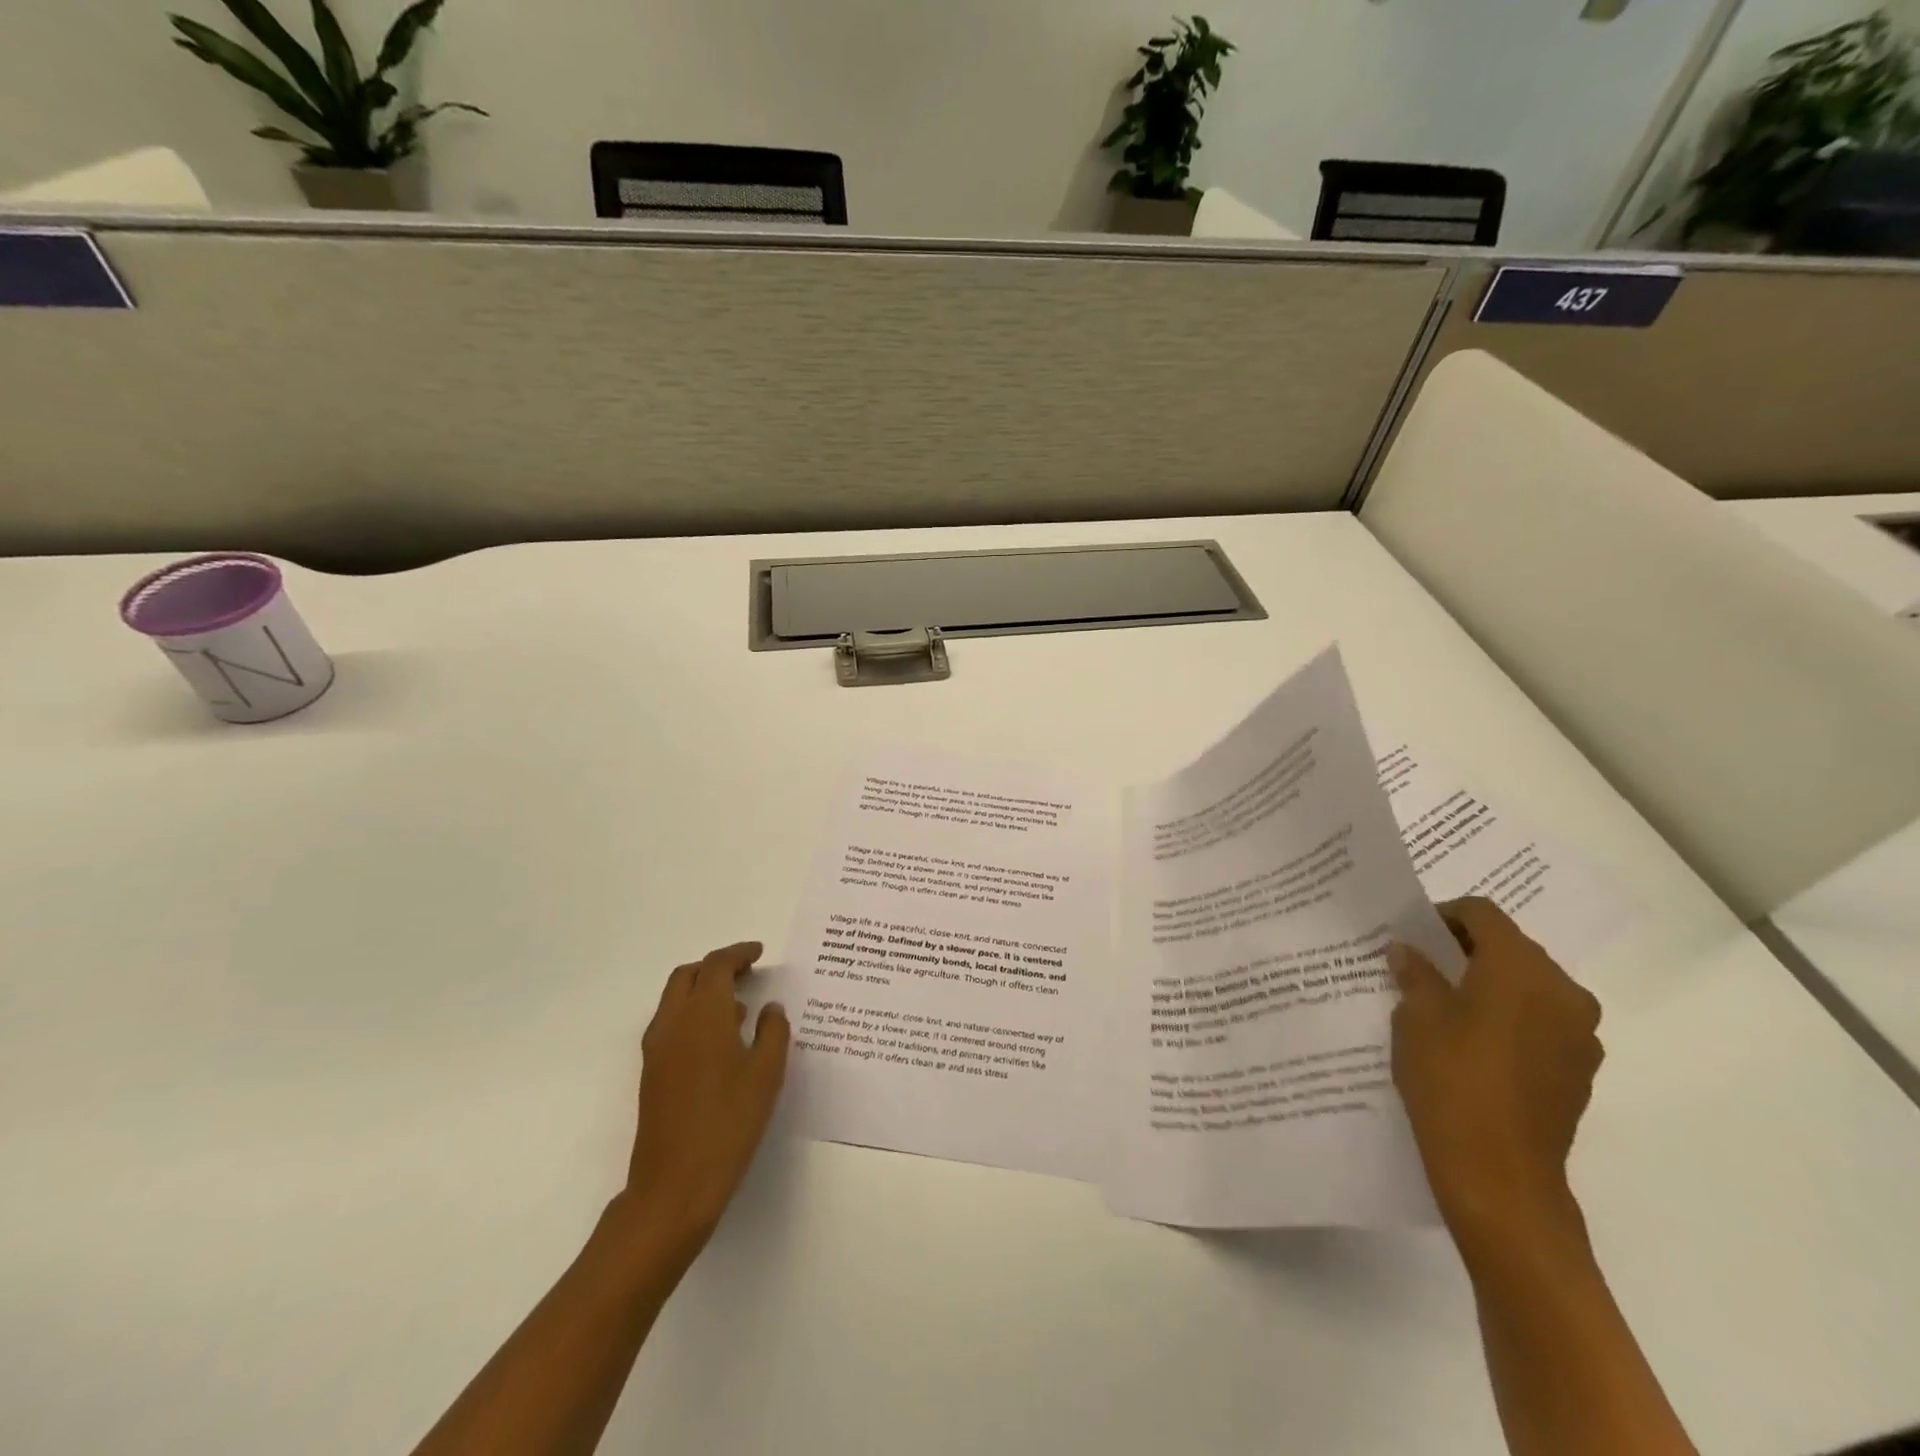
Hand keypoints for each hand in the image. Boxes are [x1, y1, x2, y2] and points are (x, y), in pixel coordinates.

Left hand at [617, 941, 790, 1262]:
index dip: (739, 953)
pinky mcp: (652, 1073)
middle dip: (716, 966)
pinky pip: (671, 1024)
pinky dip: (694, 1014)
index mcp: (702, 1014)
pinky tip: (721, 1040)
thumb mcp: (767, 1073)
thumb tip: (770, 1008)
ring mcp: (657, 1049)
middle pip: (688, 975)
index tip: (760, 952)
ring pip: (675, 999)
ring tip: (740, 1006)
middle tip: (747, 971)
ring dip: (703, 990)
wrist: (674, 1186)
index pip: (716, 965)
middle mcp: (673, 1022)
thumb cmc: (729, 1122)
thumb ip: (774, 1031)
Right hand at [1389, 898, 1602, 1249]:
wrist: (1500, 1175)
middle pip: (1511, 948)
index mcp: (1522, 968)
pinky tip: (1471, 1044)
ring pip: (1528, 987)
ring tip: (1444, 1006)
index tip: (1411, 934)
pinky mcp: (1579, 1070)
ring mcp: (1579, 1035)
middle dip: (1466, 950)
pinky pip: (1540, 1023)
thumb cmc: (1451, 1079)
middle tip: (1421, 967)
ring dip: (1489, 985)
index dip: (1444, 915)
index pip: (1483, 914)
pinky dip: (1508, 1019)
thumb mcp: (1416, 1016)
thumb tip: (1408, 950)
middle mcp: (1563, 992)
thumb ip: (1416, 974)